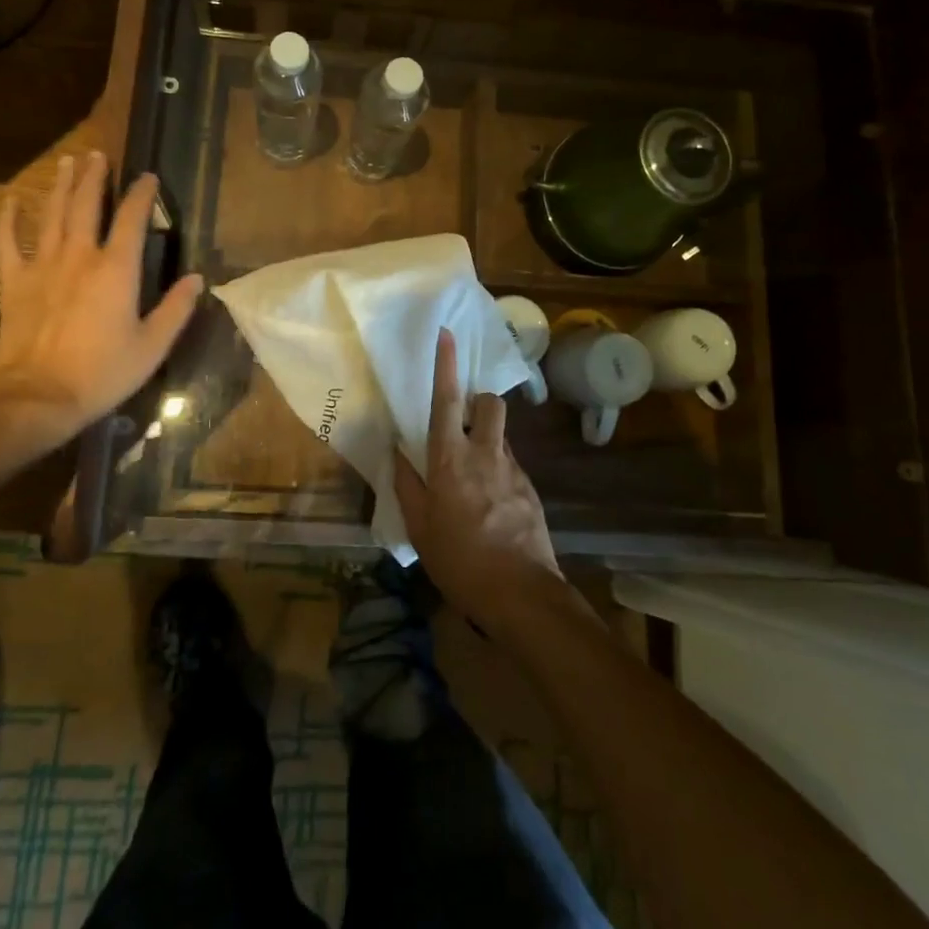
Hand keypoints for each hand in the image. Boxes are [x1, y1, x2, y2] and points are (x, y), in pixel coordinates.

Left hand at [0, 152, 202, 448]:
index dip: (142, 194)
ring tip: (68, 162)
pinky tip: (12, 201)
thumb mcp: (153, 345)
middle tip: (99, 155)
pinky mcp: (15, 282)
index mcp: (117, 269)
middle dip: (95, 177)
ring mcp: (43, 265)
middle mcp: (80, 256)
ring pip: (52, 214)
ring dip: (61, 186)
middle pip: (87, 205)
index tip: (149, 177)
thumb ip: (176, 309)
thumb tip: (197, 279)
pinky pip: (8, 242)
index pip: (132, 219)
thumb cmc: (103, 372)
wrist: (38, 397)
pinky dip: (9, 219)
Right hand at [395, 327, 563, 629]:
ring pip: (503, 434)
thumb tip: (397, 450)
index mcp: (452, 458)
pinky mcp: (531, 490)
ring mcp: (514, 470)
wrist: (521, 594)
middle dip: (480, 401)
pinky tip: (490, 504)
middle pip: (490, 404)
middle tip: (464, 422)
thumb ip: (408, 484)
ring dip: (488, 438)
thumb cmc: (460, 559)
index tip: (447, 334)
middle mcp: (486, 453)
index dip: (446, 364)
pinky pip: (512, 464)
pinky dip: (499, 470)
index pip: (448, 400)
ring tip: (473, 473)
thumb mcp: (420, 526)